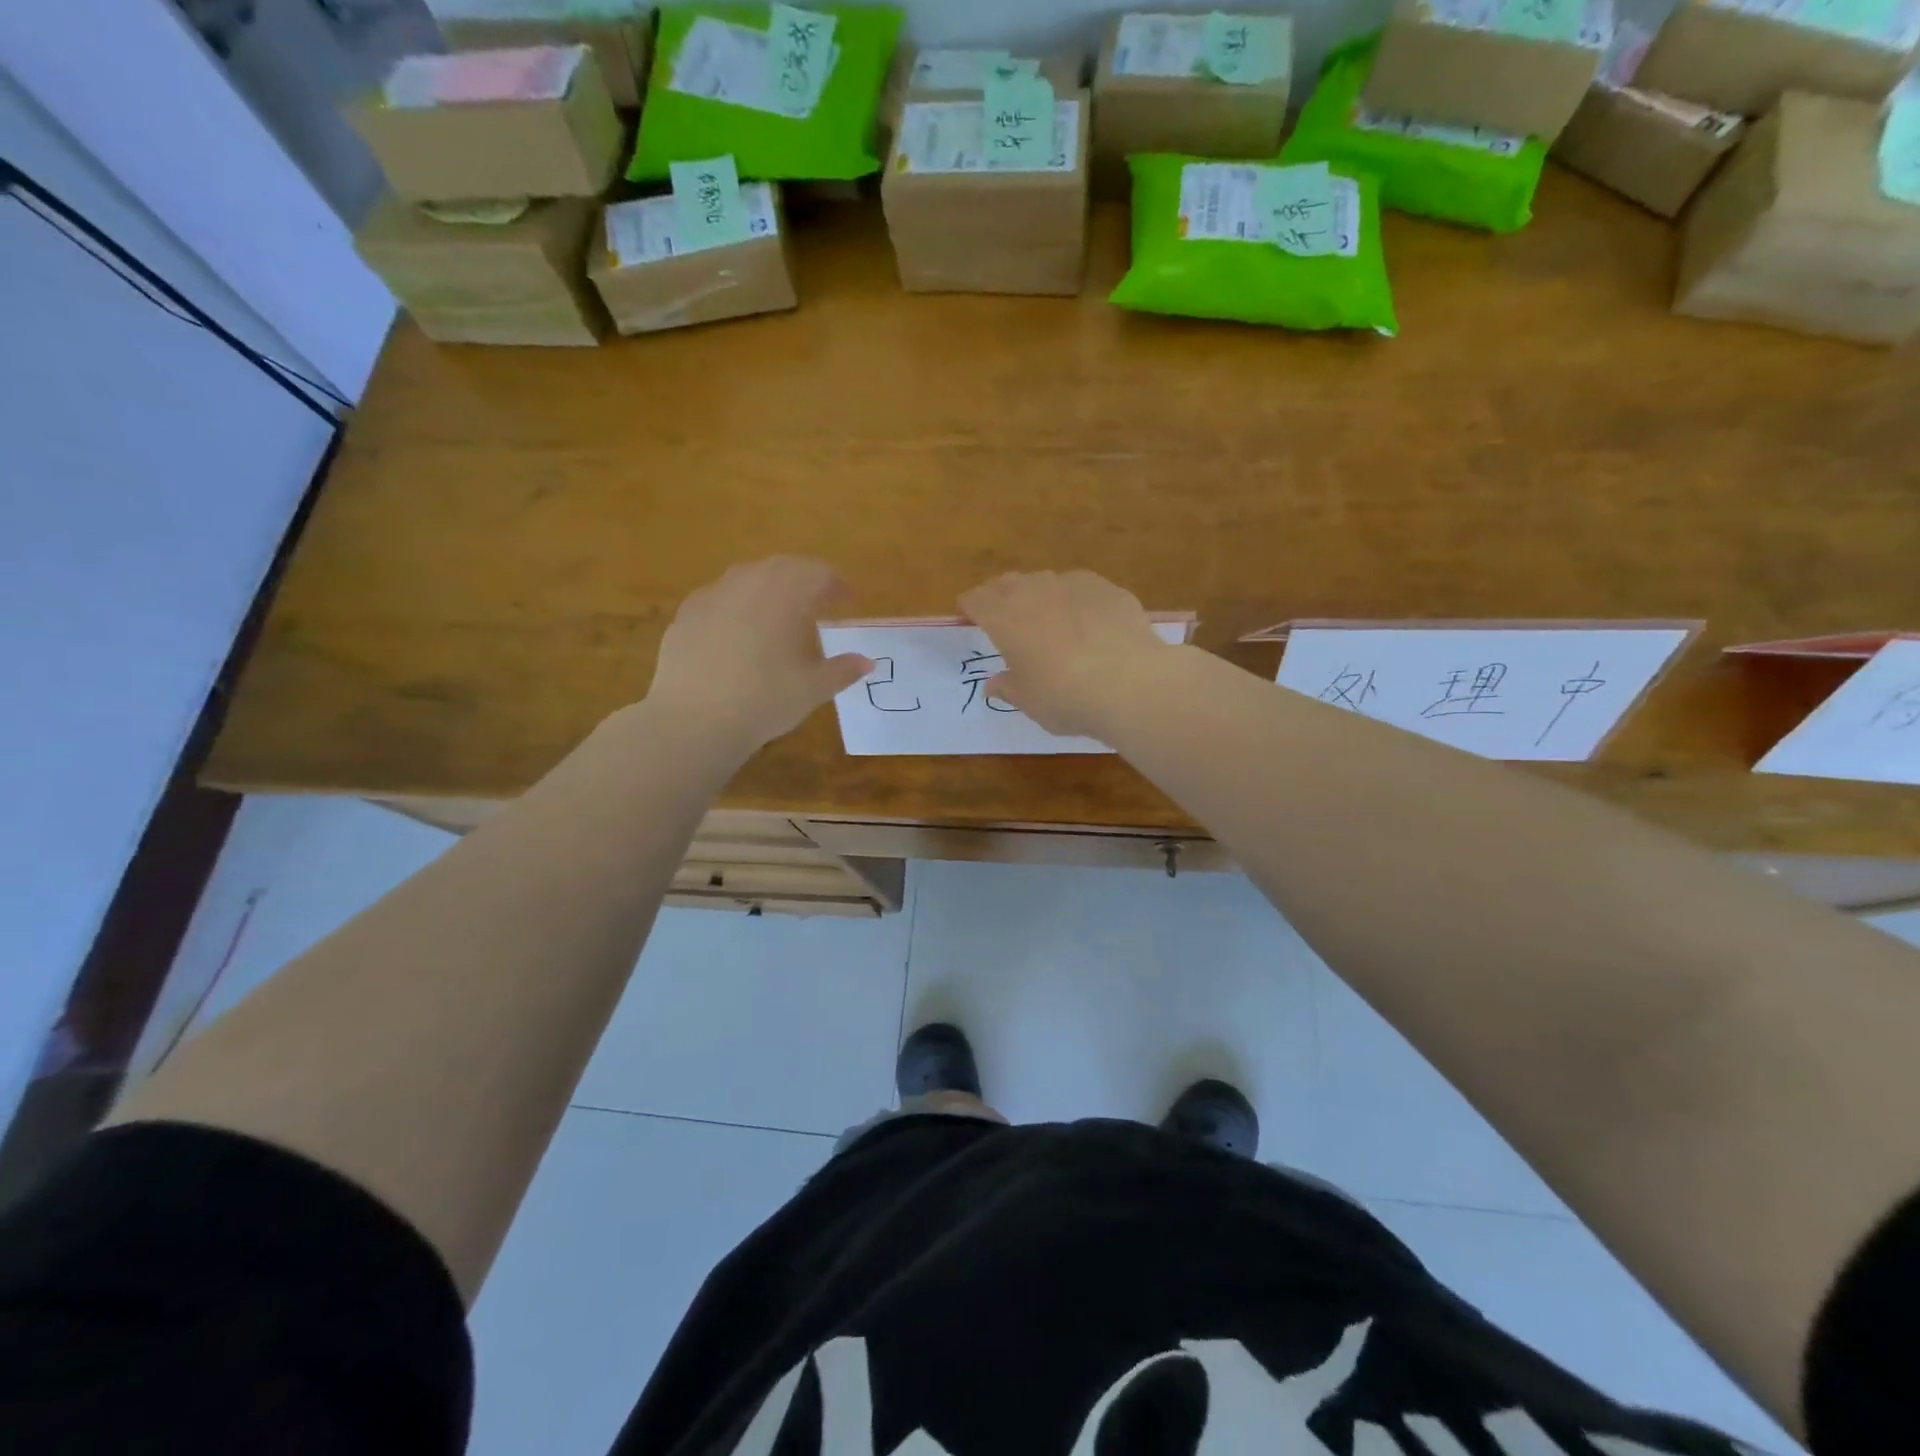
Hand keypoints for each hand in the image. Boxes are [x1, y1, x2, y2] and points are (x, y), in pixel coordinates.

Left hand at [648, 557, 871, 753]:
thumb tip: (866, 662)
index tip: (849, 599)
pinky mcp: (686, 615)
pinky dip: (738, 607)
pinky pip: (720, 599)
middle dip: (804, 581)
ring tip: (779, 616)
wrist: (694, 719)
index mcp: (784, 592)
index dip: (837, 584)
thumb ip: (843, 670)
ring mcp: (711, 595)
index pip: (817, 573)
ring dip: (769, 590)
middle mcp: (747, 582)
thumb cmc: (765, 699)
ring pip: (747, 579)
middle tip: (819, 603)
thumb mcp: (813, 688)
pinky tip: (739, 634)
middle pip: (782, 568)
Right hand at [959, 570, 1176, 740]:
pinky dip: (1079, 602)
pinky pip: (1084, 589)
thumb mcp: (1029, 701)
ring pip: (1048, 581)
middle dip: (1002, 595)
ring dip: (1042, 595)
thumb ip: (1009, 687)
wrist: (1128, 683)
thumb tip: (994, 683)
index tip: (970, 615)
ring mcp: (1074, 584)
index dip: (971, 607)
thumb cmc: (1064, 697)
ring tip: (1050, 618)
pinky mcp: (1109, 589)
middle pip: (1008, 583)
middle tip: (1005, 614)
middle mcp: (1034, 591)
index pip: (976, 600)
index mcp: (1004, 618)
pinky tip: (1091, 623)